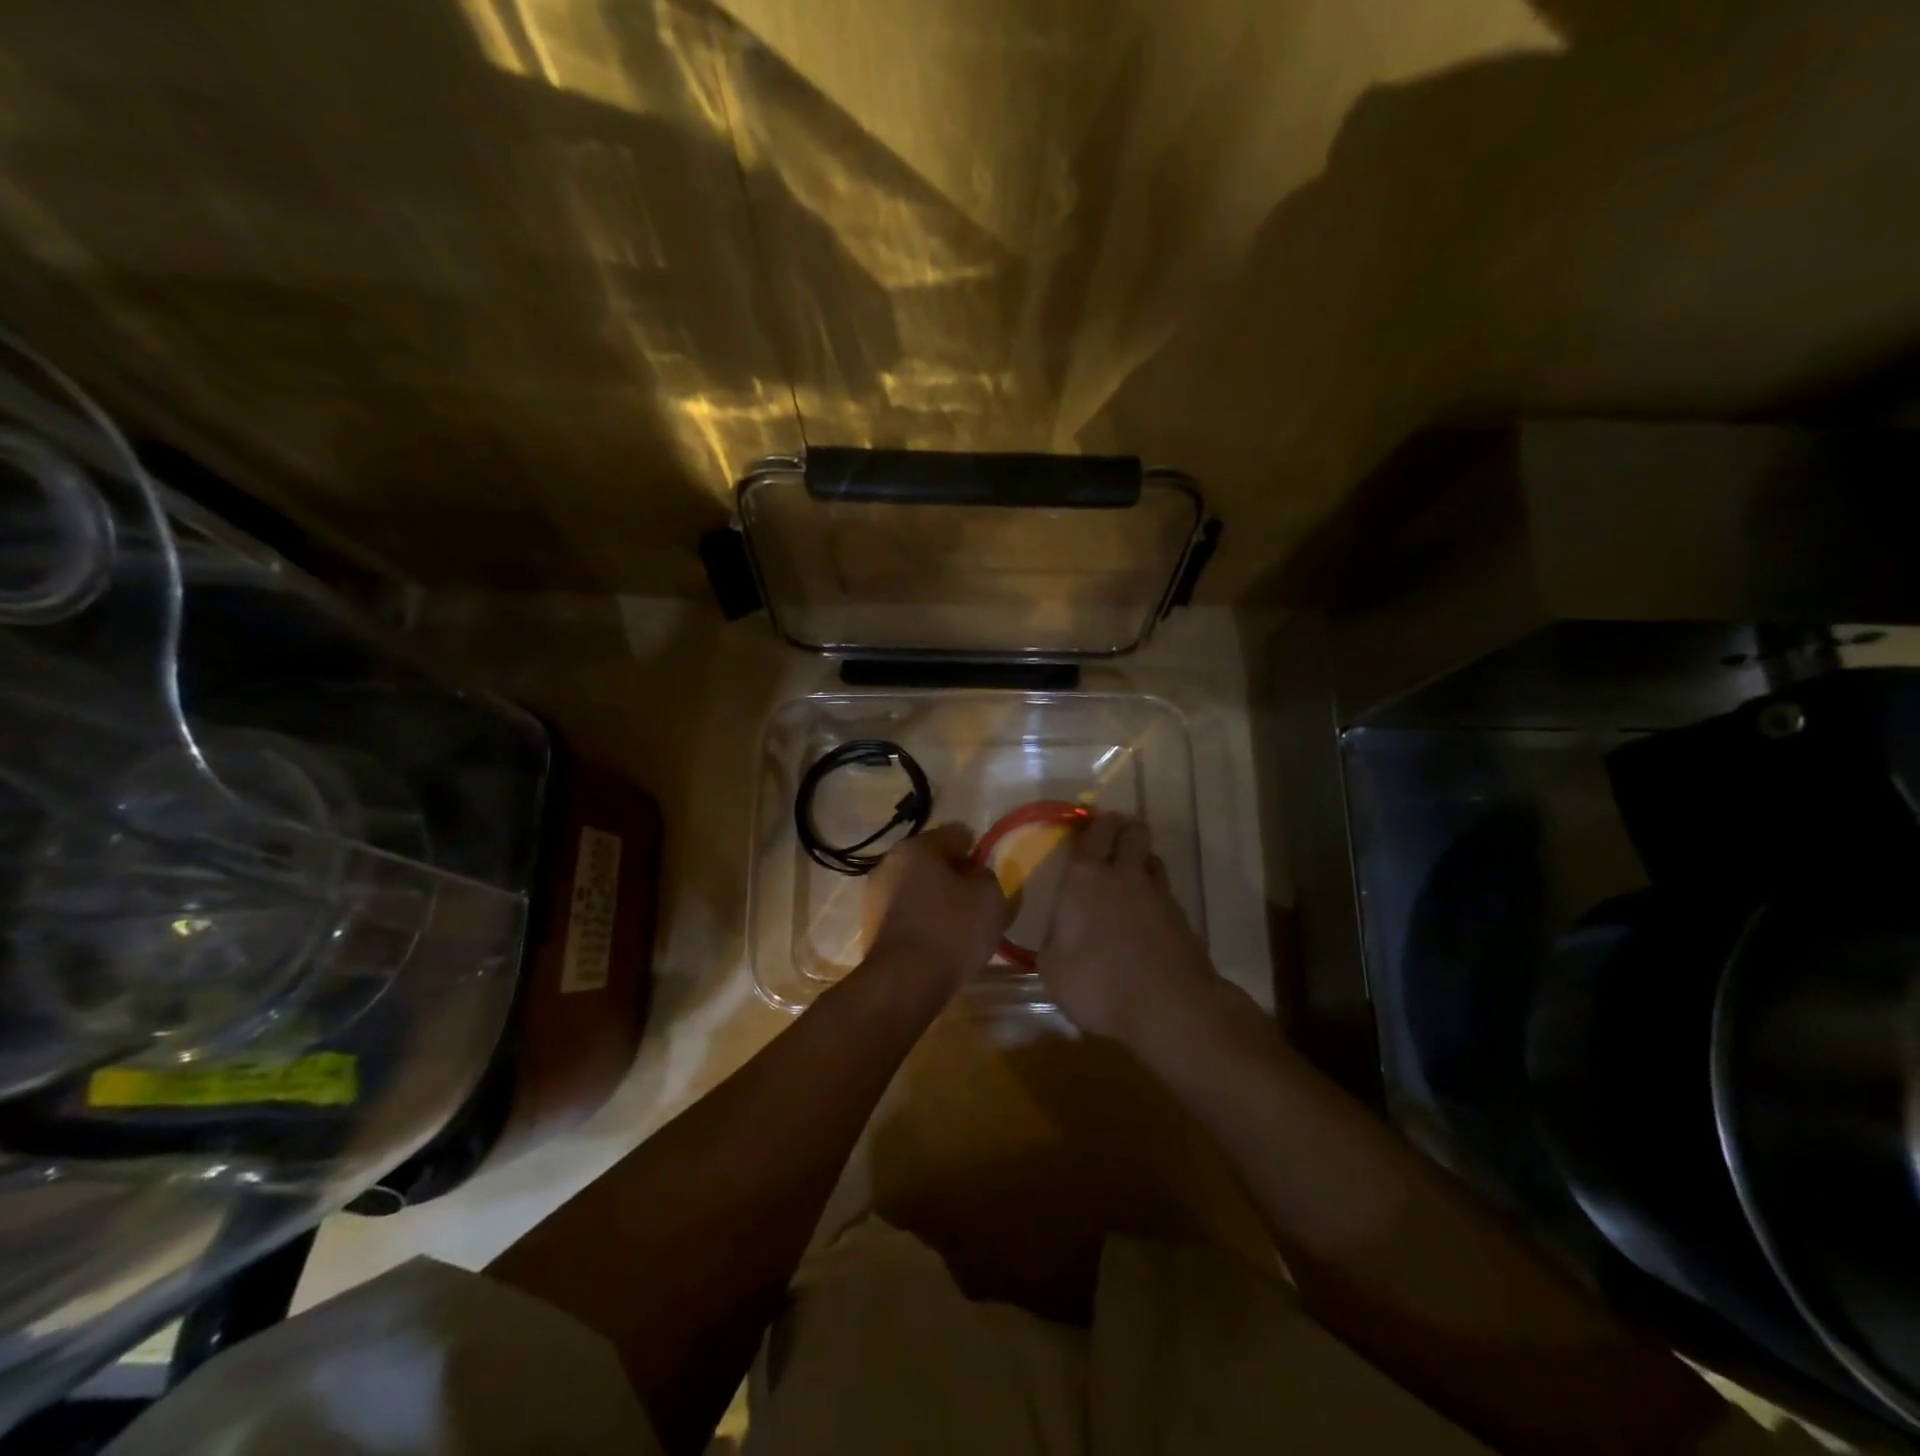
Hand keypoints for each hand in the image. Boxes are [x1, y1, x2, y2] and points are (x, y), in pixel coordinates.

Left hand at [865, 823, 1011, 996]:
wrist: (905, 982)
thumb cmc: (952, 930)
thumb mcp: (990, 897)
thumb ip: (987, 876)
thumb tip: (974, 875)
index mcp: (918, 846)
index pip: (956, 834)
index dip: (976, 851)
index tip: (987, 875)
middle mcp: (889, 862)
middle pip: (931, 860)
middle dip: (952, 875)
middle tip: (974, 900)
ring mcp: (874, 894)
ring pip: (915, 887)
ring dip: (934, 898)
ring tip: (956, 926)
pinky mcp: (869, 925)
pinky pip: (904, 913)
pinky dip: (920, 920)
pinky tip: (936, 942)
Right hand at [1035, 812, 1220, 1046]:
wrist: (1168, 1007)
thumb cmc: (1098, 982)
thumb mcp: (1053, 967)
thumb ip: (1055, 938)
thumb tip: (1063, 930)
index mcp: (1085, 878)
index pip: (1094, 833)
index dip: (1095, 824)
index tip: (1092, 825)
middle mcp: (1123, 874)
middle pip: (1132, 832)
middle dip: (1124, 828)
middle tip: (1114, 838)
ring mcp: (1158, 894)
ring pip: (1152, 858)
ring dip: (1141, 859)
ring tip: (1131, 874)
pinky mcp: (1182, 917)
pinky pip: (1165, 891)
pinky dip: (1156, 894)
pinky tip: (1147, 914)